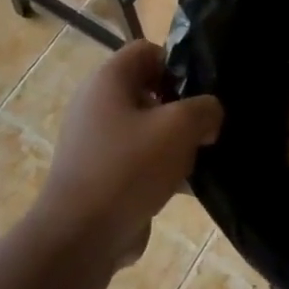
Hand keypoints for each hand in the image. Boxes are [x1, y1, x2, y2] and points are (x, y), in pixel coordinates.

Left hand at [35, 41, 223, 267]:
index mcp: (108, 79)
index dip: (177, 64)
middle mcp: (95, 103)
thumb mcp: (180, 127)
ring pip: (145, 127)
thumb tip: (209, 116)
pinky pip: (135, 158)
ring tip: (196, 160)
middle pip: (148, 89)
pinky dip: (157, 168)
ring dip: (172, 141)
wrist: (79, 239)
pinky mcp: (96, 174)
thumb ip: (205, 109)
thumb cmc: (129, 167)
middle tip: (203, 127)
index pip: (148, 50)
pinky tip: (180, 188)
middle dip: (180, 107)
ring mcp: (93, 141)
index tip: (199, 91)